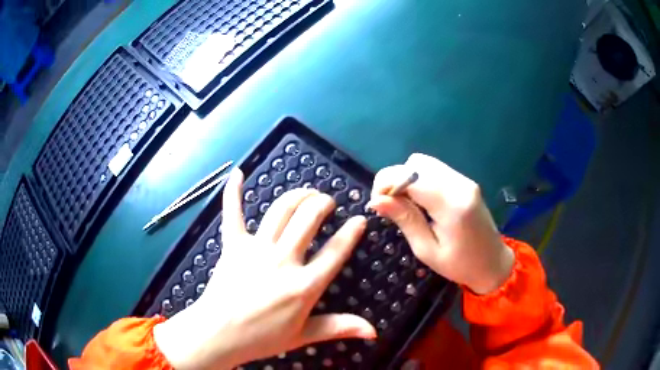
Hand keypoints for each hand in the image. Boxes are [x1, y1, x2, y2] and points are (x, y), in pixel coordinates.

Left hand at [154, 168, 375, 368]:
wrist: (218, 334)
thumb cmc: (262, 338)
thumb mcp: (303, 336)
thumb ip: (339, 327)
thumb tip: (374, 331)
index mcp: (304, 285)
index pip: (336, 251)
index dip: (352, 232)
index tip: (360, 219)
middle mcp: (283, 260)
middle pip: (309, 219)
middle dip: (323, 203)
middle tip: (328, 202)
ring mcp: (256, 249)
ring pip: (281, 210)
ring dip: (297, 195)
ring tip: (307, 193)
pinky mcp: (233, 245)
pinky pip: (233, 213)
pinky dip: (234, 192)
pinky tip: (238, 173)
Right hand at [367, 153, 513, 294]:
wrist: (493, 263)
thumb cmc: (459, 265)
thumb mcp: (427, 250)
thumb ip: (405, 220)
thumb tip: (377, 200)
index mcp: (451, 204)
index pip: (410, 175)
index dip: (386, 183)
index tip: (377, 204)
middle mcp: (459, 184)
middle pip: (416, 163)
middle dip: (395, 179)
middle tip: (391, 206)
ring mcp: (464, 180)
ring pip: (424, 163)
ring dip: (407, 178)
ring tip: (405, 204)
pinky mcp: (465, 182)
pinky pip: (435, 170)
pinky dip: (420, 180)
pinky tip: (420, 201)